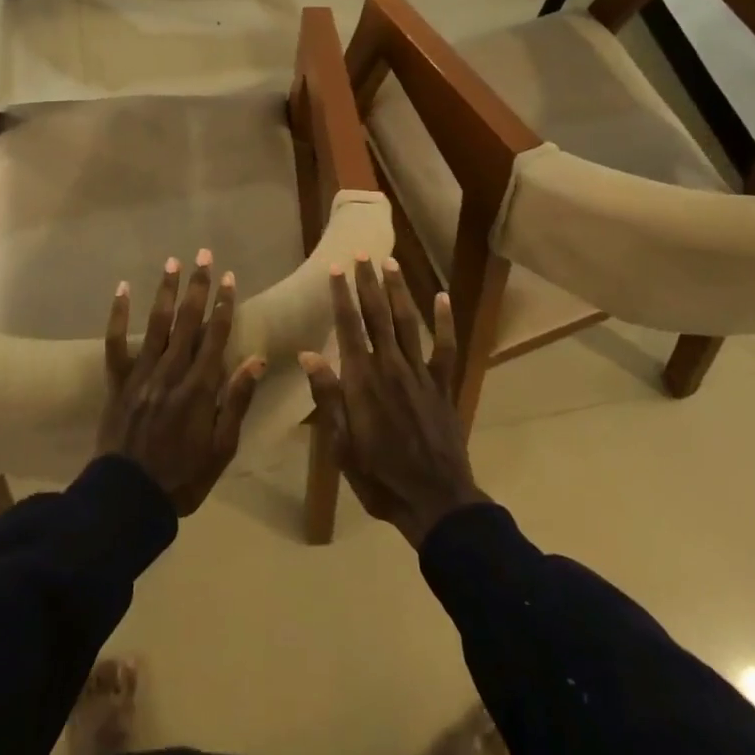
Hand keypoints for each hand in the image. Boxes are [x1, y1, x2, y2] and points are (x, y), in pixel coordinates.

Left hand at [97, 250, 265, 515]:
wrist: (128, 499)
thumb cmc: (183, 477)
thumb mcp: (222, 448)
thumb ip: (236, 401)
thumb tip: (256, 359)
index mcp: (199, 388)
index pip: (215, 336)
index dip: (224, 305)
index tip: (230, 277)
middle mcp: (171, 372)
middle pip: (188, 321)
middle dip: (198, 287)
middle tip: (204, 255)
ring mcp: (141, 374)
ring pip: (157, 324)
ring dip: (166, 291)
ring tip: (173, 262)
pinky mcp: (117, 381)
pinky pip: (116, 343)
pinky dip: (118, 314)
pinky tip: (123, 288)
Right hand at [301, 256, 483, 548]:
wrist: (434, 500)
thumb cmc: (379, 476)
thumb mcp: (340, 444)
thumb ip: (327, 396)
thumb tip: (308, 353)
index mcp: (362, 380)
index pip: (348, 326)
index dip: (341, 295)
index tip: (336, 268)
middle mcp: (391, 366)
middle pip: (377, 315)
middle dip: (368, 283)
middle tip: (362, 254)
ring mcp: (421, 373)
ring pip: (408, 322)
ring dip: (399, 291)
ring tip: (391, 263)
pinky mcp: (443, 385)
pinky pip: (446, 347)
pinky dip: (445, 321)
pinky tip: (443, 297)